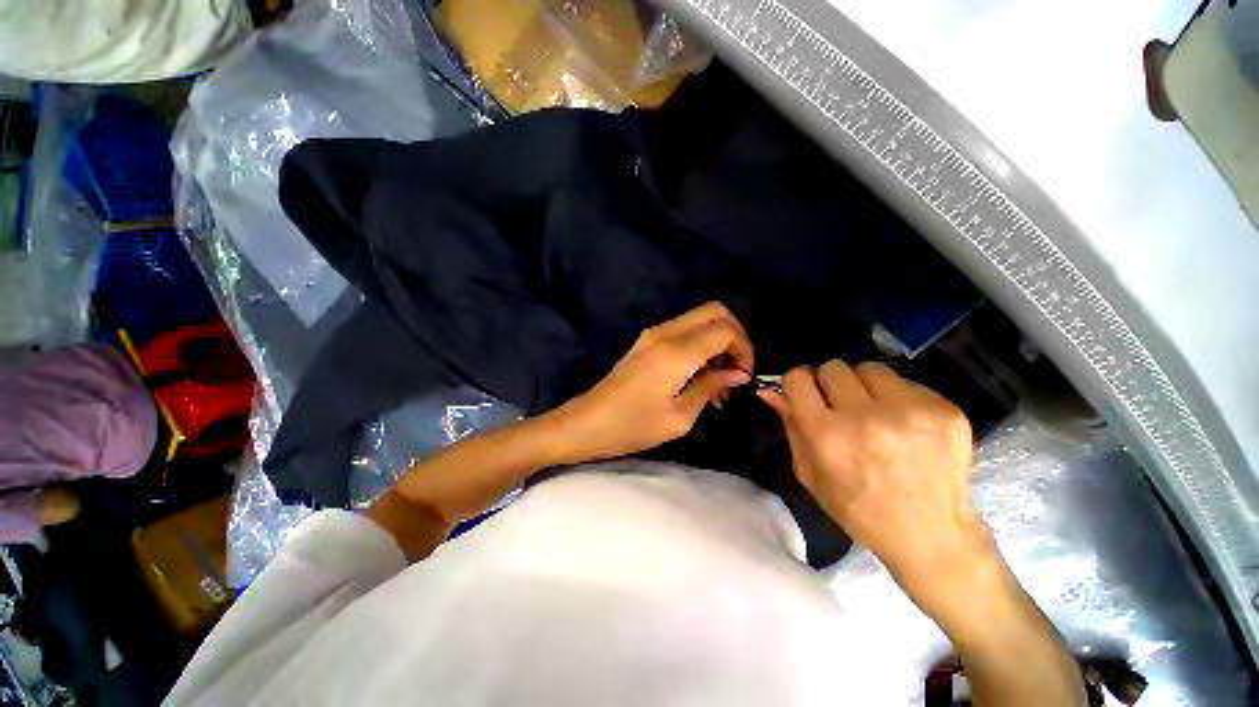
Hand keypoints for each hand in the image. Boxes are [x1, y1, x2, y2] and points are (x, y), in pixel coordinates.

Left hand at [548, 302, 753, 463]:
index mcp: (677, 351)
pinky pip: (683, 332)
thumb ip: (711, 386)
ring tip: (719, 384)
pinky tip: (700, 378)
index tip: (744, 376)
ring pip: (699, 319)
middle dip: (735, 336)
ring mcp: (653, 334)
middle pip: (715, 311)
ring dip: (717, 342)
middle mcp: (666, 333)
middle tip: (736, 370)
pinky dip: (700, 346)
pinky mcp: (646, 341)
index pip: (725, 329)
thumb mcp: (680, 416)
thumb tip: (738, 373)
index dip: (744, 349)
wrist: (587, 423)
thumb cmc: (633, 426)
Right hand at [759, 361, 994, 620]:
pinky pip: (907, 383)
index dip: (798, 383)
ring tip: (875, 411)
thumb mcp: (810, 474)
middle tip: (840, 406)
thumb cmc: (858, 510)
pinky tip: (906, 424)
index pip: (798, 378)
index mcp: (827, 435)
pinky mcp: (945, 410)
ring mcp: (910, 411)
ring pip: (870, 368)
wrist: (932, 535)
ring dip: (864, 385)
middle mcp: (866, 417)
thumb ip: (790, 427)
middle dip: (830, 383)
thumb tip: (771, 391)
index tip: (805, 393)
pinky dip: (898, 398)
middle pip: (833, 367)